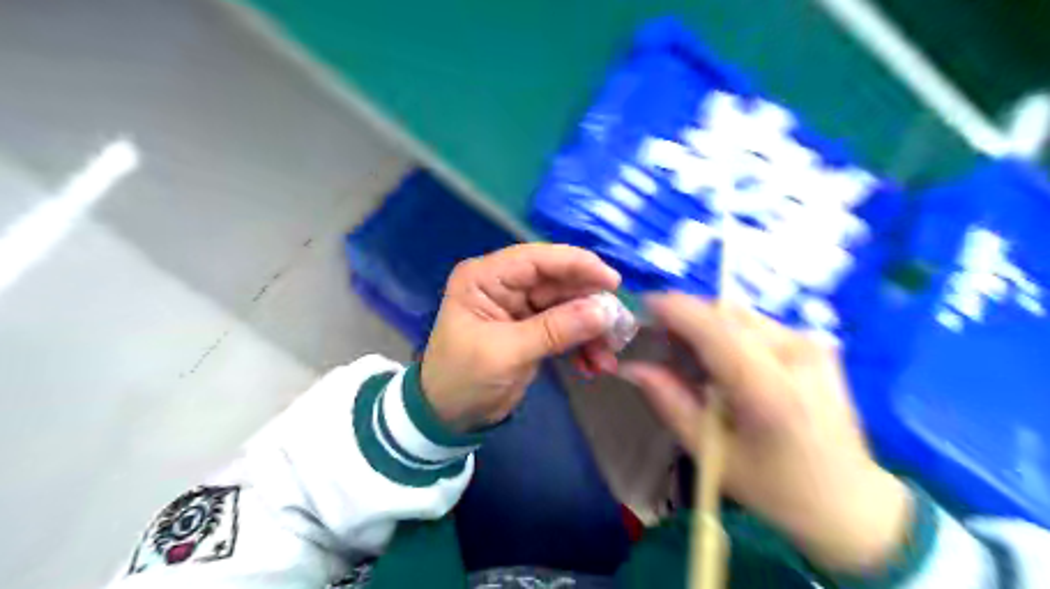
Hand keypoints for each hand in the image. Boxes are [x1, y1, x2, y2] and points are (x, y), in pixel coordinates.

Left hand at [422, 244, 620, 431]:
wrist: (448, 418)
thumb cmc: (463, 379)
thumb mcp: (507, 353)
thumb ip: (556, 330)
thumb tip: (604, 311)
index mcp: (485, 277)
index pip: (536, 258)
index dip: (577, 264)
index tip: (613, 281)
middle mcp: (504, 285)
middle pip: (557, 282)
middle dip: (590, 305)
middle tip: (620, 326)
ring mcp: (520, 307)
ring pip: (567, 306)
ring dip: (591, 330)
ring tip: (609, 355)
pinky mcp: (532, 329)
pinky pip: (565, 328)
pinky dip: (582, 345)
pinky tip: (595, 365)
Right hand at [617, 293, 911, 575]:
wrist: (849, 500)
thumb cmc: (775, 487)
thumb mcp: (711, 454)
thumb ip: (670, 403)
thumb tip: (633, 367)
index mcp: (769, 389)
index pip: (714, 329)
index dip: (675, 309)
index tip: (643, 305)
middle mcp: (795, 354)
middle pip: (725, 313)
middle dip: (686, 316)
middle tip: (660, 339)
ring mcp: (810, 345)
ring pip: (740, 315)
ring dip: (707, 323)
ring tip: (689, 352)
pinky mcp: (816, 344)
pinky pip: (757, 324)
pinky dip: (729, 332)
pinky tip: (724, 361)